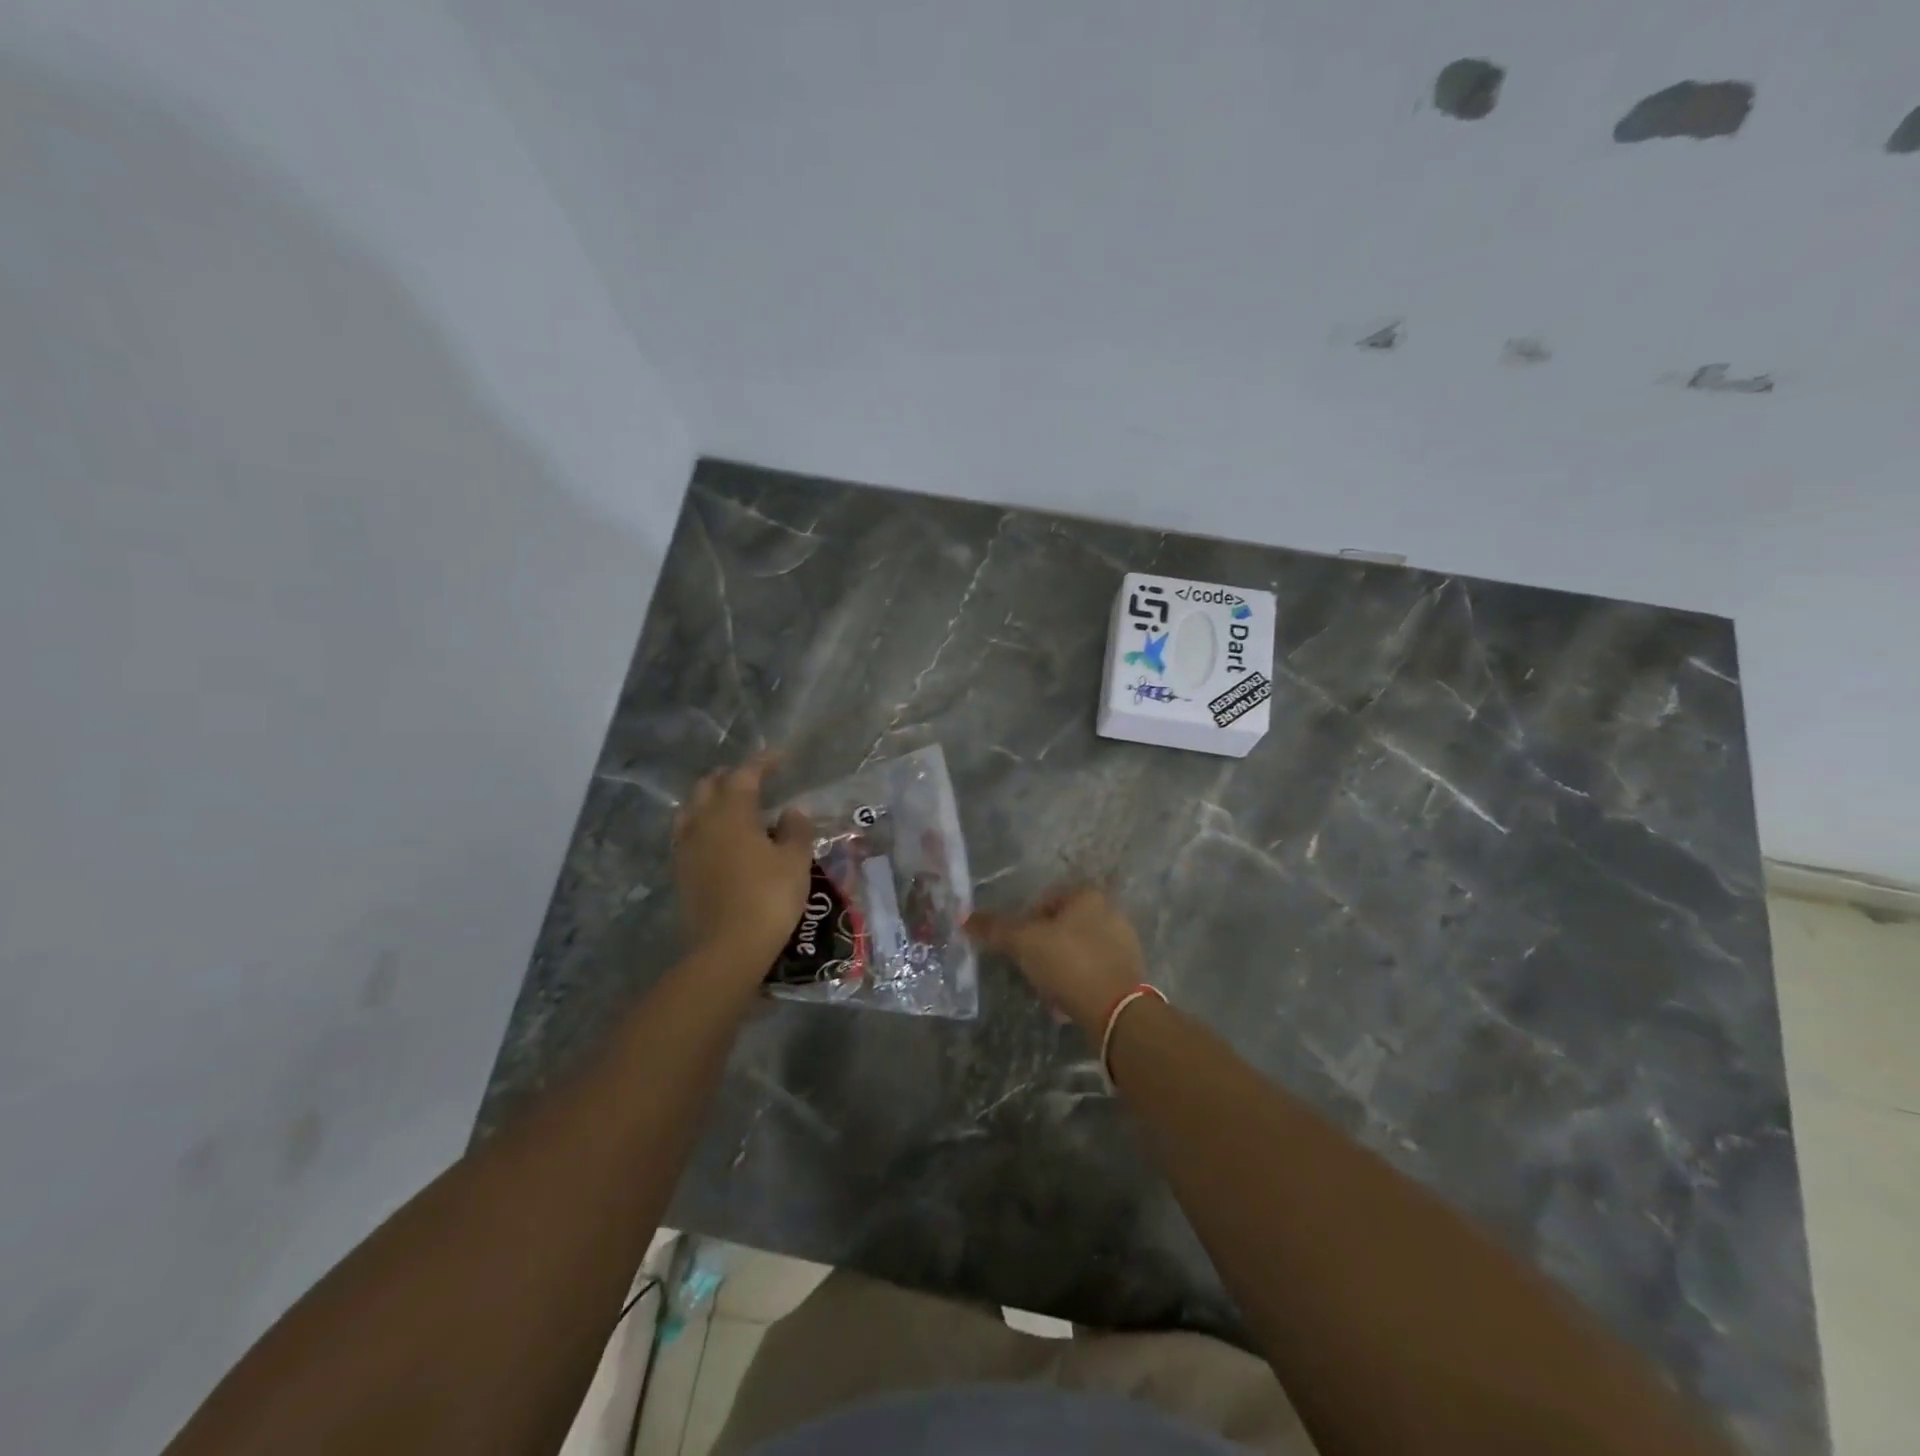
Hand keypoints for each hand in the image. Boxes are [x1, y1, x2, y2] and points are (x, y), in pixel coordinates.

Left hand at [673, 753, 814, 973]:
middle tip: (754, 779)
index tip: (780, 757)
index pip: (745, 775)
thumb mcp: (795, 861)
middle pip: (709, 786)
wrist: (728, 948)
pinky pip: (687, 834)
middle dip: (730, 777)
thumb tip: (792, 811)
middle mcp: (703, 823)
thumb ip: (795, 830)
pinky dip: (702, 824)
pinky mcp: (681, 872)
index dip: (763, 762)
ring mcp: (686, 848)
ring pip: (692, 809)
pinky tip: (717, 838)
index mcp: (732, 813)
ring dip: (710, 799)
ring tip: (731, 805)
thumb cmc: (768, 897)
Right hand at [969, 886, 1146, 1033]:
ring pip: (1076, 951)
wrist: (1116, 1011)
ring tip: (1045, 990)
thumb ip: (995, 928)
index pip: (1047, 898)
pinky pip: (1093, 973)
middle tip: (1028, 967)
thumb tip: (963, 917)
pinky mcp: (1129, 974)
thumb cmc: (1069, 962)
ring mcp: (1124, 944)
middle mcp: (1110, 912)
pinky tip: (1065, 1004)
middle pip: (1062, 926)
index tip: (1016, 944)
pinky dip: (1076, 984)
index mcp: (1088, 895)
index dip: (1025, 919)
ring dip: (1058, 967)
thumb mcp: (1024, 942)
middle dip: (1042, 947)